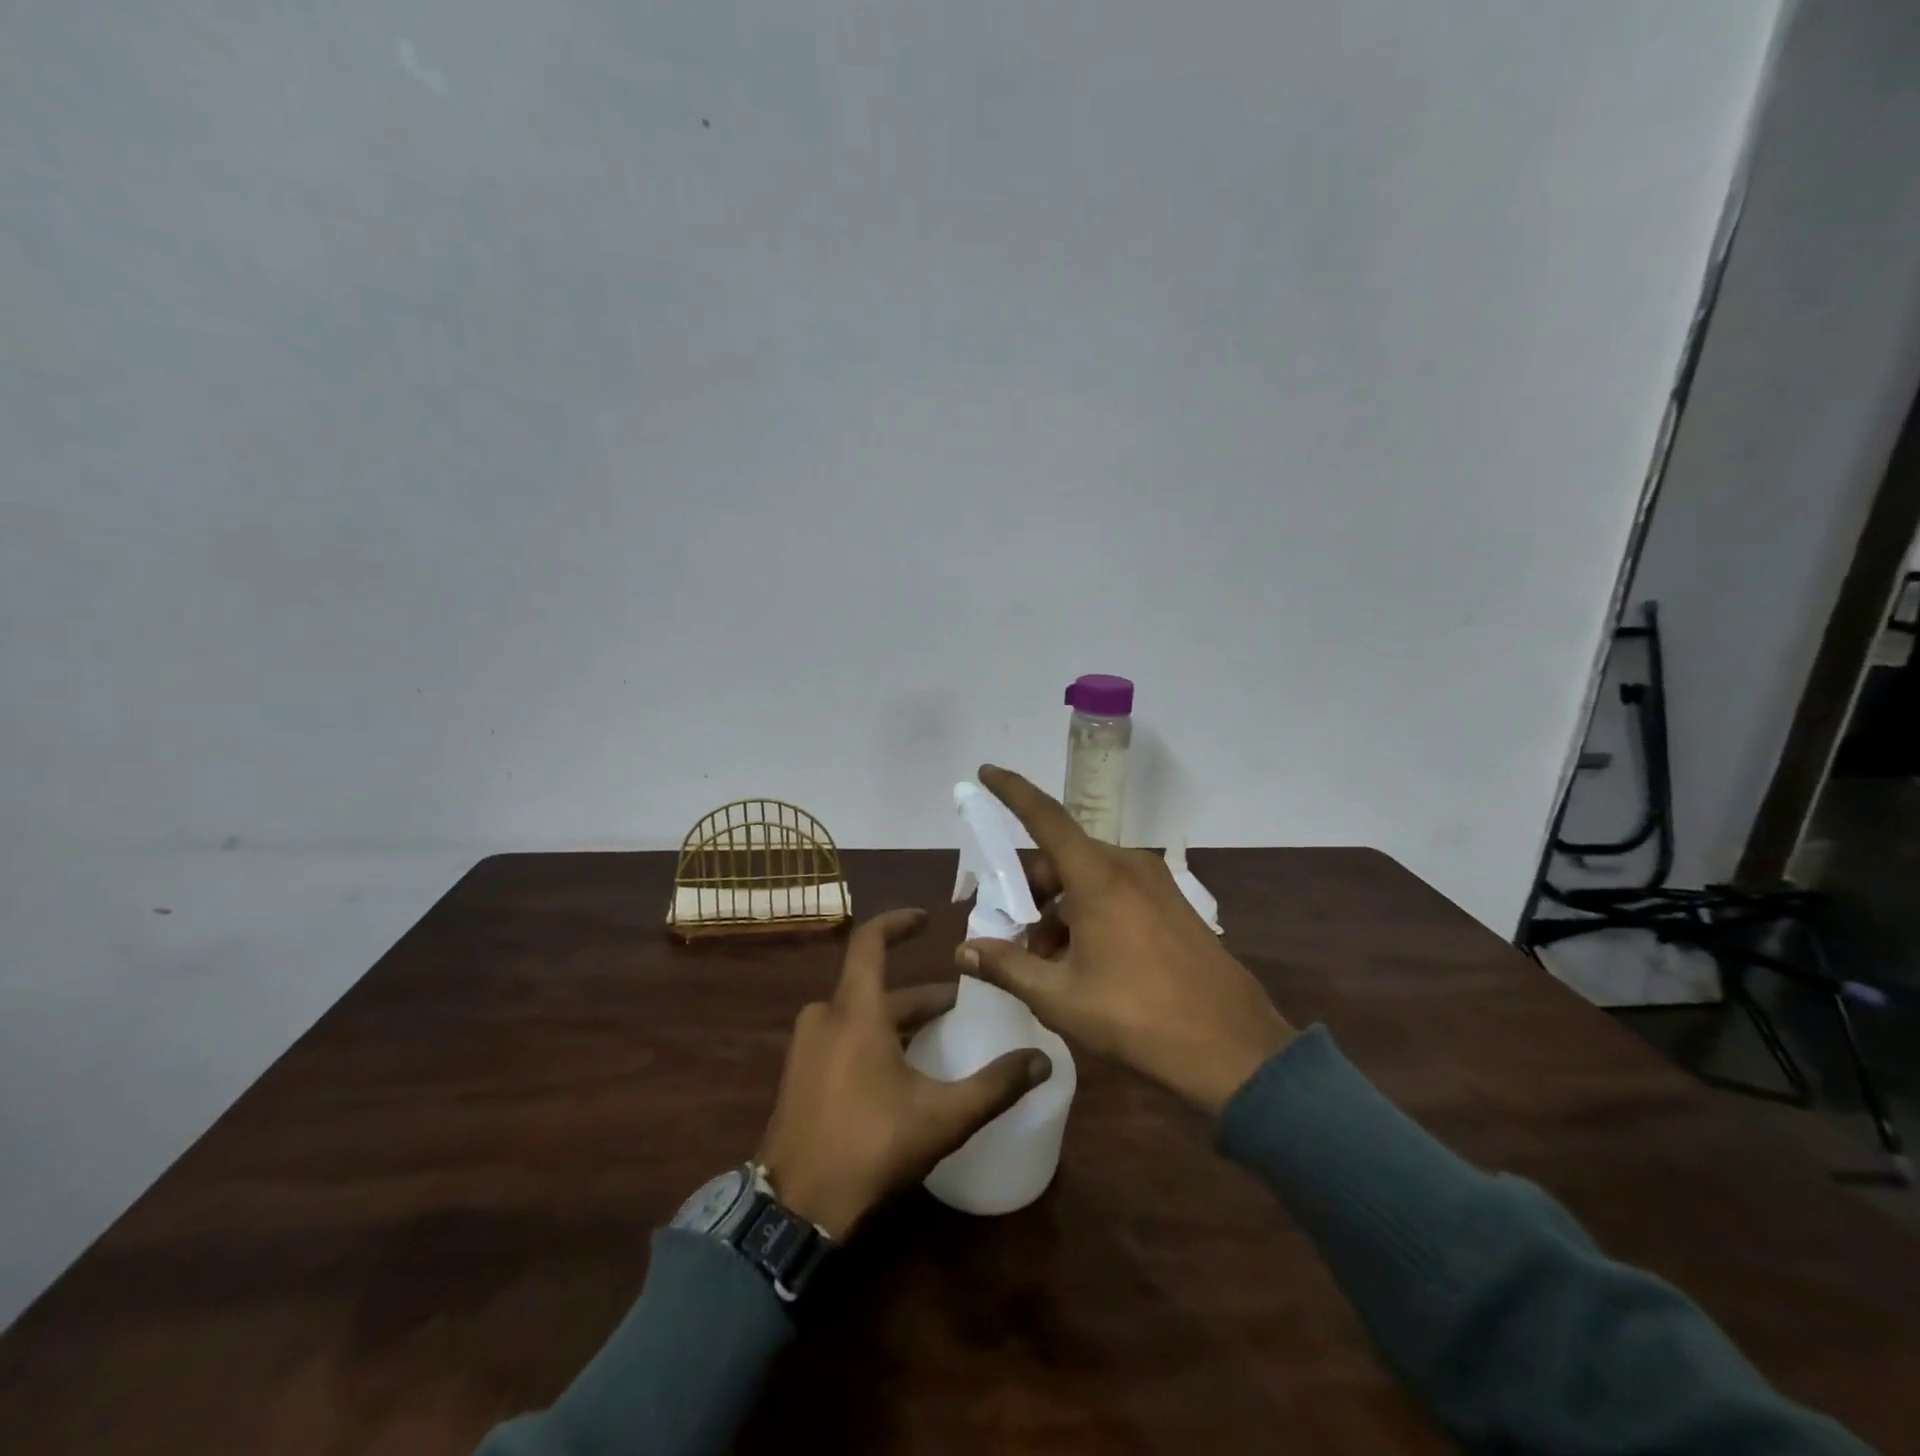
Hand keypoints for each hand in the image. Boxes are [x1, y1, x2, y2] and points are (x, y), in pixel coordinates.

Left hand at [759, 908, 1052, 1240]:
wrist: (794, 1208)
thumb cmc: (869, 1146)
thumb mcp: (941, 1117)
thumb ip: (994, 1086)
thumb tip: (1043, 1061)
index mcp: (855, 1010)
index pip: (869, 941)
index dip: (897, 922)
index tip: (927, 920)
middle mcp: (825, 1016)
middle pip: (875, 987)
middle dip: (920, 995)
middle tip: (959, 1006)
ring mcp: (806, 1046)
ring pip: (859, 1014)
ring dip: (898, 1019)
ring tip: (936, 1038)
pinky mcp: (798, 1074)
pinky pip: (842, 1037)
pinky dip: (873, 1039)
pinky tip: (899, 1071)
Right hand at [959, 765, 1295, 1113]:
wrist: (1232, 1049)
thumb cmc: (1136, 1018)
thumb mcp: (1060, 997)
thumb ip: (1007, 967)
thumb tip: (964, 951)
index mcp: (1098, 876)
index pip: (1045, 817)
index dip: (1012, 790)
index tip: (986, 771)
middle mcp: (1127, 866)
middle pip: (1061, 858)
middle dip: (1029, 889)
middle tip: (1011, 933)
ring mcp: (1155, 884)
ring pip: (1088, 878)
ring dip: (1058, 909)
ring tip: (1047, 962)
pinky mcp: (1172, 904)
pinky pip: (1115, 892)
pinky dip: (1088, 913)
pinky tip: (1083, 962)